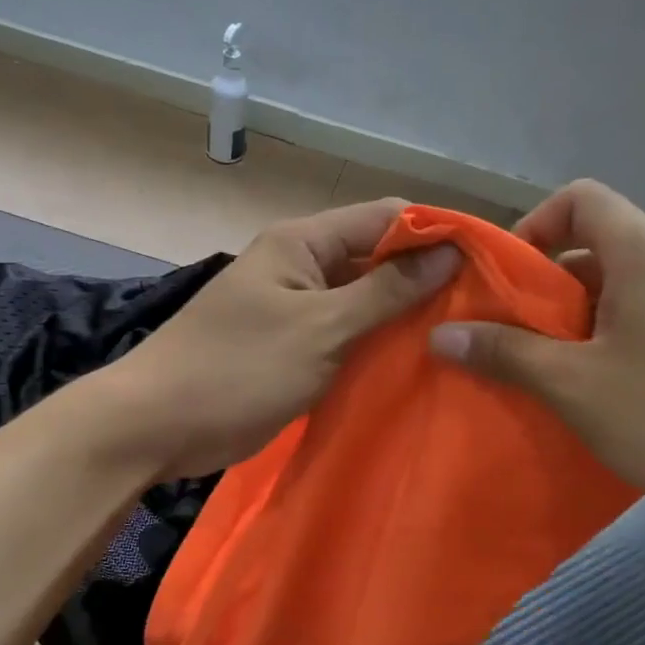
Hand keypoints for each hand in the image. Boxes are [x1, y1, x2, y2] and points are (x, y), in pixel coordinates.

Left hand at [103, 200, 460, 478]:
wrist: (157, 426)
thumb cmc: (237, 369)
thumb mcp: (320, 329)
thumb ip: (384, 292)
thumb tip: (445, 254)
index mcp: (303, 243)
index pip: (385, 218)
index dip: (436, 234)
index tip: (487, 264)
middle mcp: (302, 267)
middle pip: (377, 259)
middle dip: (425, 280)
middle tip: (482, 311)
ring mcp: (297, 310)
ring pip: (364, 302)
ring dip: (403, 318)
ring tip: (460, 339)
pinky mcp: (294, 349)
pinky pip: (346, 337)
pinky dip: (376, 347)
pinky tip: (416, 365)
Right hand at [427, 180, 644, 541]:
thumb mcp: (576, 387)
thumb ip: (506, 354)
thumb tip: (442, 335)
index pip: (580, 198)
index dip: (533, 226)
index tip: (507, 279)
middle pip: (602, 244)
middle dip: (551, 285)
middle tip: (523, 338)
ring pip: (631, 285)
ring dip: (586, 317)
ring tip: (564, 371)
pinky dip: (624, 336)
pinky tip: (619, 392)